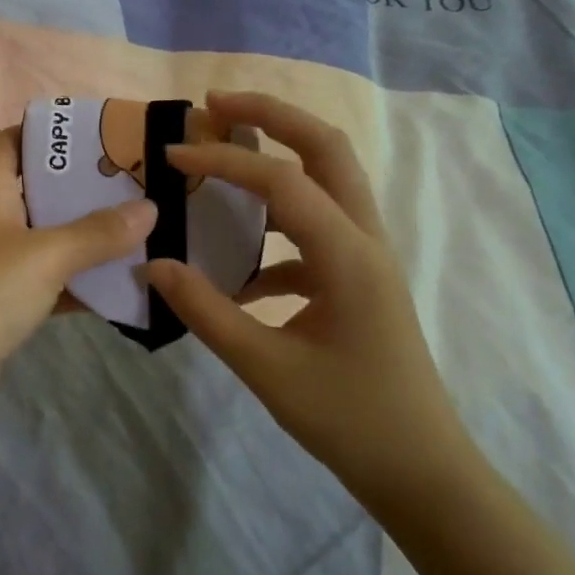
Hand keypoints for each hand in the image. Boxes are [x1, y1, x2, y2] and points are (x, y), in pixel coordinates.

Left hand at [0, 127, 155, 427]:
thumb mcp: (45, 256)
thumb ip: (97, 232)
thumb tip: (149, 208)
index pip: (10, 142)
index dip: (45, 131)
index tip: (95, 134)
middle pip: (39, 189)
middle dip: (84, 186)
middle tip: (136, 183)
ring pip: (51, 238)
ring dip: (89, 236)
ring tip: (143, 227)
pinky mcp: (8, 303)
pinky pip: (53, 281)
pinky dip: (82, 281)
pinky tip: (124, 282)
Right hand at [144, 91, 476, 512]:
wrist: (421, 472)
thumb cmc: (349, 419)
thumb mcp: (265, 368)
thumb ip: (205, 310)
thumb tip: (153, 264)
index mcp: (348, 255)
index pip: (281, 182)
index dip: (222, 161)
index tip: (171, 156)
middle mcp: (365, 240)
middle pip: (326, 149)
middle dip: (272, 115)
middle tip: (215, 103)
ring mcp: (366, 258)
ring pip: (327, 181)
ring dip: (278, 157)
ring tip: (224, 153)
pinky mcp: (358, 281)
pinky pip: (315, 231)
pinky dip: (275, 228)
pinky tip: (239, 269)